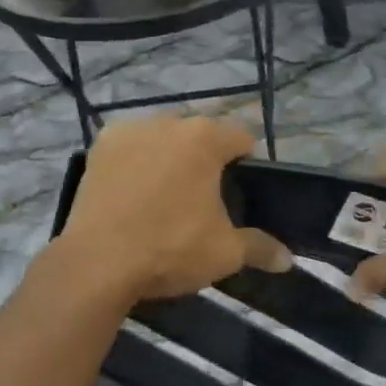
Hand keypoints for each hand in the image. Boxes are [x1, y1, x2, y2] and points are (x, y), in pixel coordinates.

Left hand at [60, 115, 290, 308]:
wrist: (97, 264)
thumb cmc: (170, 249)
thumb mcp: (225, 253)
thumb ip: (260, 247)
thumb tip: (288, 259)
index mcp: (205, 138)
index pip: (241, 138)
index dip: (246, 163)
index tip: (239, 191)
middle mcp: (169, 122)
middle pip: (200, 134)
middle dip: (205, 158)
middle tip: (202, 197)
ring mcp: (130, 130)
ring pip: (163, 136)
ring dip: (169, 155)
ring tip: (164, 194)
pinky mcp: (100, 145)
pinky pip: (131, 145)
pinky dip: (136, 160)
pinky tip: (132, 190)